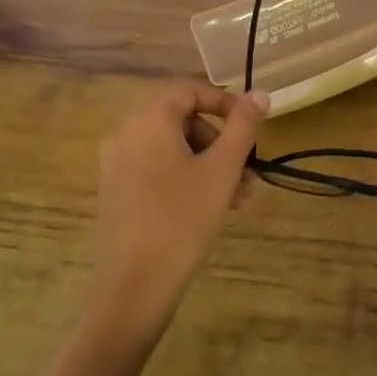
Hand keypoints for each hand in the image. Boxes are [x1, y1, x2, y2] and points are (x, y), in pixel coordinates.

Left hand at [91, 81, 268, 340]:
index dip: (225, 103)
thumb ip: (243, 127)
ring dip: (209, 164)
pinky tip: (211, 209)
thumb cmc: (183, 219)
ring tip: (237, 198)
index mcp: (148, 120)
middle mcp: (125, 134)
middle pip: (182, 120)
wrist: (134, 285)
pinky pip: (157, 170)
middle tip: (247, 172)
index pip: (190, 90)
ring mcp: (116, 165)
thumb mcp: (222, 170)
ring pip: (173, 150)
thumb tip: (260, 94)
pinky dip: (186, 179)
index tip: (252, 128)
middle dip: (220, 142)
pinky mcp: (116, 193)